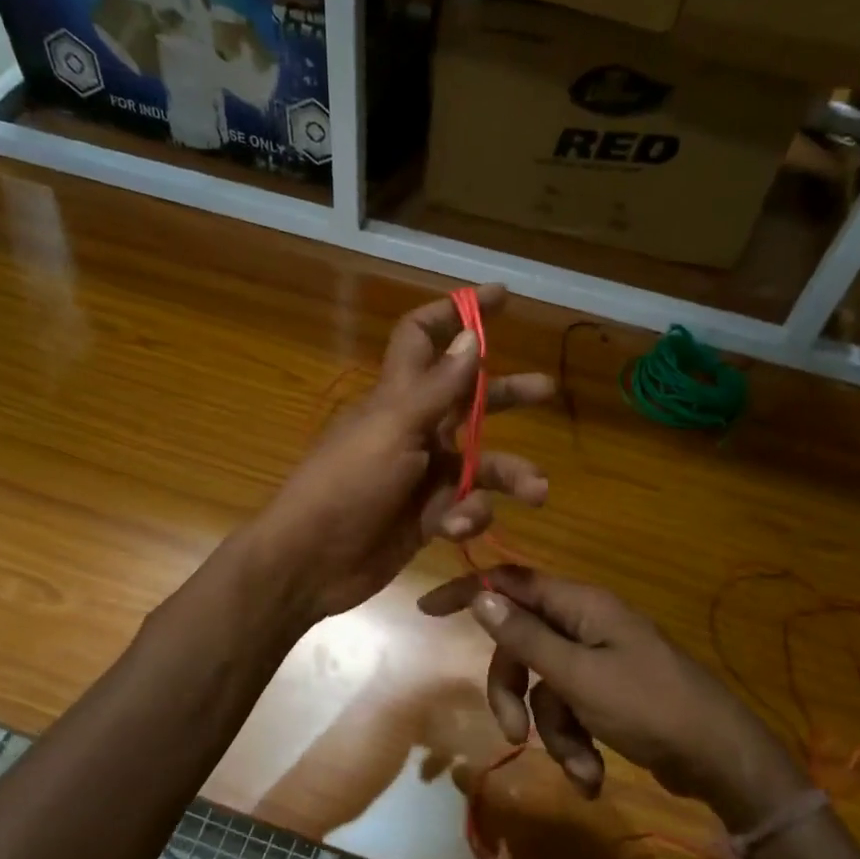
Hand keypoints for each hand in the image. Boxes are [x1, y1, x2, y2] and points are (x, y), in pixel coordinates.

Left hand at [249, 286, 553, 620]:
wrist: (311, 561)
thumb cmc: (345, 485)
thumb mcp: (393, 430)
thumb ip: (438, 388)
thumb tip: (471, 337)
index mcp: (398, 397)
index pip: (423, 337)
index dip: (456, 312)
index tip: (500, 297)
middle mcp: (415, 429)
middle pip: (470, 399)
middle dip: (508, 394)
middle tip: (548, 391)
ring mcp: (423, 474)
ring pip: (481, 463)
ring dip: (510, 473)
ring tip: (537, 490)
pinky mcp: (429, 516)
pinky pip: (466, 507)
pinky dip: (469, 515)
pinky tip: (457, 526)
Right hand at [419, 566, 808, 829]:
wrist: (721, 760)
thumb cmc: (650, 707)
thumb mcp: (579, 676)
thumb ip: (527, 638)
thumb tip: (482, 598)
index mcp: (581, 607)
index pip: (512, 583)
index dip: (469, 591)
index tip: (428, 610)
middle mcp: (586, 626)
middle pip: (522, 646)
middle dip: (515, 694)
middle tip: (512, 735)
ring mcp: (599, 661)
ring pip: (545, 688)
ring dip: (553, 733)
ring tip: (580, 769)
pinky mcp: (608, 695)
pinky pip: (570, 711)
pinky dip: (575, 744)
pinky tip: (591, 777)